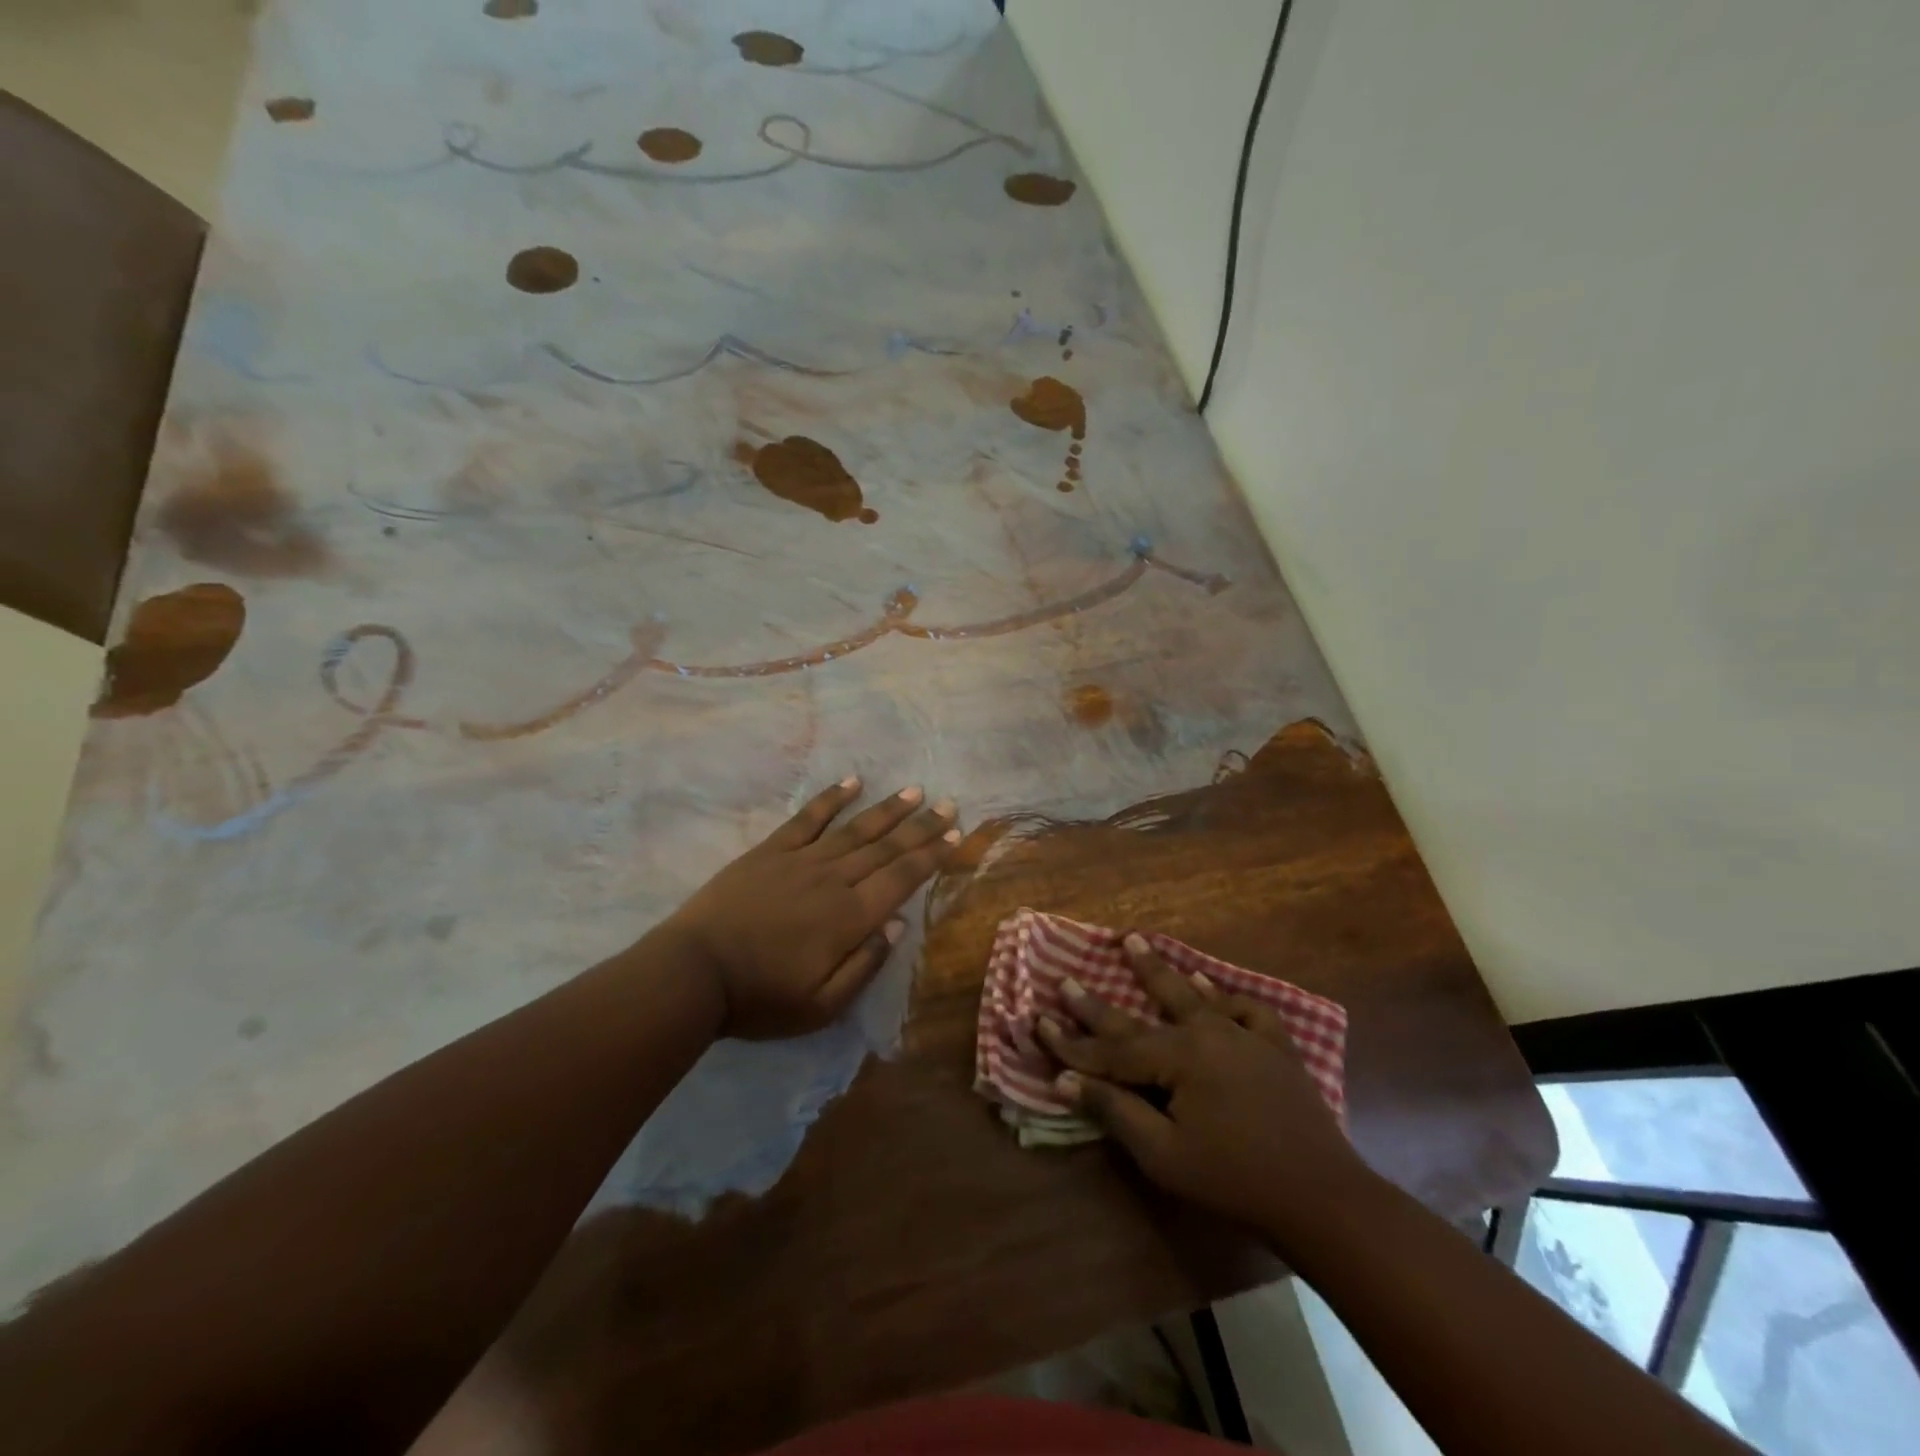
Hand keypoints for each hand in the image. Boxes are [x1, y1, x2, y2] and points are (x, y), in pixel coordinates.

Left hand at [661, 777, 959, 1039]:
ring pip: (855, 828)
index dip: (931, 855)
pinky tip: (852, 781)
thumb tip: (896, 925)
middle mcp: (834, 880)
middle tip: (948, 803)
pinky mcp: (771, 850)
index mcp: (850, 918)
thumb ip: (864, 965)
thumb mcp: (821, 1006)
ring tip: (914, 791)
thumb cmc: (760, 997)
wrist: (694, 973)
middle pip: (886, 848)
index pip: (902, 878)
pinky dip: (831, 798)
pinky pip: (808, 818)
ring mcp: (801, 860)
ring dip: (887, 809)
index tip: (956, 834)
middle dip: (921, 826)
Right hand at [1036, 934, 1370, 1237]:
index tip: (1037, 1020)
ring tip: (1134, 941)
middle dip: (1100, 1001)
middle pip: (1143, 1013)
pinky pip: (1245, 1009)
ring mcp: (1244, 1036)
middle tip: (1069, 976)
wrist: (1323, 1198)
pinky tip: (1210, 986)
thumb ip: (1116, 1110)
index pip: (1111, 1049)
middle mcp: (1207, 1033)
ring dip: (1160, 971)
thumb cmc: (1234, 1181)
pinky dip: (1224, 996)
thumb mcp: (1164, 1155)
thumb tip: (1064, 1079)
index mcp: (1178, 1057)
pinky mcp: (1275, 1048)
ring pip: (1192, 995)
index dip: (1071, 1041)